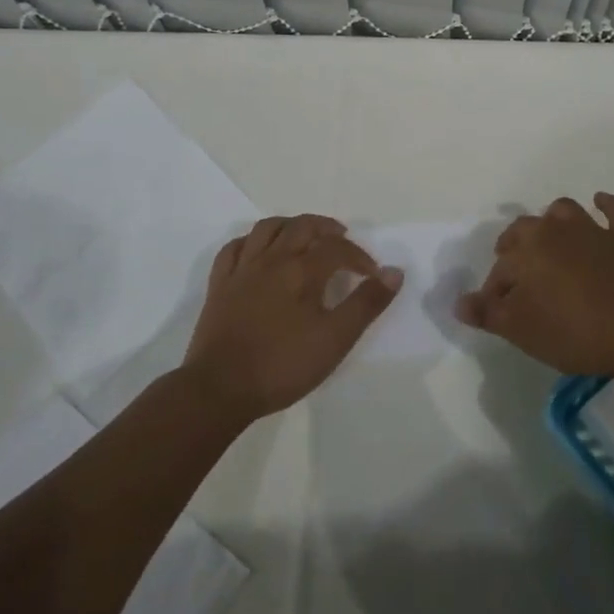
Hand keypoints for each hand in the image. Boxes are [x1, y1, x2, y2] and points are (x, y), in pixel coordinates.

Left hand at [181, 215, 402, 421]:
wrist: (220, 388)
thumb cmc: (283, 365)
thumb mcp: (335, 339)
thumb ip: (366, 304)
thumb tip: (394, 272)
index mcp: (302, 270)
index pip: (337, 248)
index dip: (359, 256)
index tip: (372, 275)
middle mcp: (272, 259)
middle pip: (302, 226)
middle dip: (326, 228)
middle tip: (342, 238)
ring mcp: (242, 269)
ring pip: (268, 228)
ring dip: (291, 225)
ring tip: (304, 236)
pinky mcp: (220, 285)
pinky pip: (234, 248)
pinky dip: (252, 241)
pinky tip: (259, 251)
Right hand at [456, 194, 613, 374]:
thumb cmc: (573, 331)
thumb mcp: (521, 330)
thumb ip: (488, 313)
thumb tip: (459, 302)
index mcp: (526, 250)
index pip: (500, 268)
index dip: (495, 290)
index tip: (497, 312)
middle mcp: (554, 230)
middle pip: (526, 229)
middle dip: (514, 246)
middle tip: (515, 269)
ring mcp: (592, 229)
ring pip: (564, 212)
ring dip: (552, 221)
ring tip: (550, 238)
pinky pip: (613, 210)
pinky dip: (605, 205)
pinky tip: (600, 203)